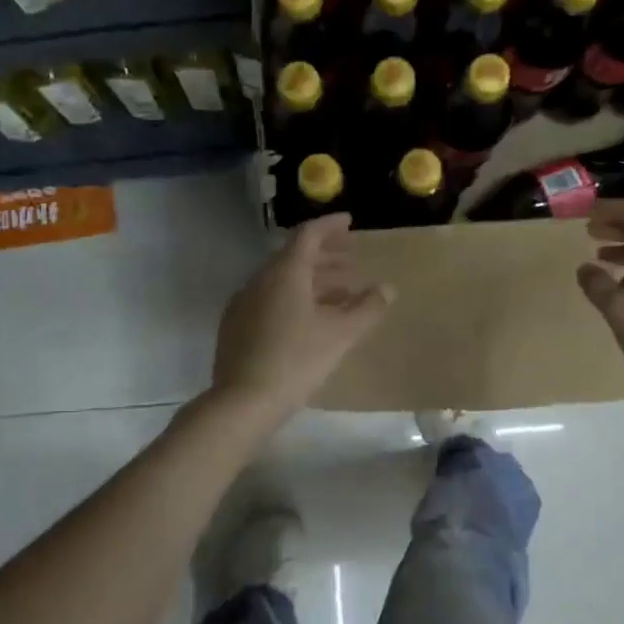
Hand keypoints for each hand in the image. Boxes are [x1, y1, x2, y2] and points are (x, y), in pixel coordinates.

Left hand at [211, 214, 392, 427]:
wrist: (243, 401)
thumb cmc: (297, 361)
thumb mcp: (341, 334)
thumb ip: (367, 308)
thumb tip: (387, 288)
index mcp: (284, 273)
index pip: (308, 235)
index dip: (331, 226)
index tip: (350, 222)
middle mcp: (260, 280)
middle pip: (294, 257)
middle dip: (326, 256)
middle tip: (352, 262)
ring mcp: (243, 304)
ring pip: (282, 282)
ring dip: (313, 282)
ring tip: (342, 295)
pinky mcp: (236, 327)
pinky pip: (270, 301)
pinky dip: (295, 300)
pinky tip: (311, 321)